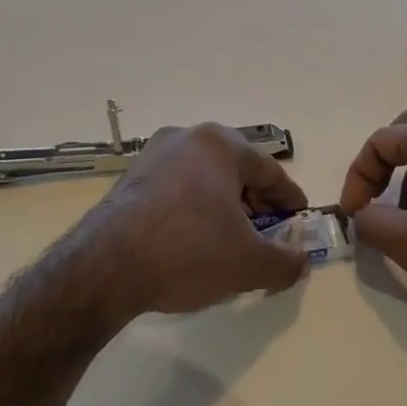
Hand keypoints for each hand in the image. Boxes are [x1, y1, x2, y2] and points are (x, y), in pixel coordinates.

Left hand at [89, 123, 311, 316]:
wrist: (106, 267)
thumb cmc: (190, 252)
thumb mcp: (249, 264)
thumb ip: (285, 261)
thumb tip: (300, 262)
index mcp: (220, 145)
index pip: (269, 170)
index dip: (289, 198)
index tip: (299, 219)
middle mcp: (185, 138)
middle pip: (235, 169)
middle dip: (255, 201)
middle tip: (267, 231)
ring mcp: (151, 156)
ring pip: (202, 178)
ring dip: (222, 206)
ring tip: (230, 240)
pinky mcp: (128, 180)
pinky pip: (174, 189)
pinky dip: (192, 209)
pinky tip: (193, 240)